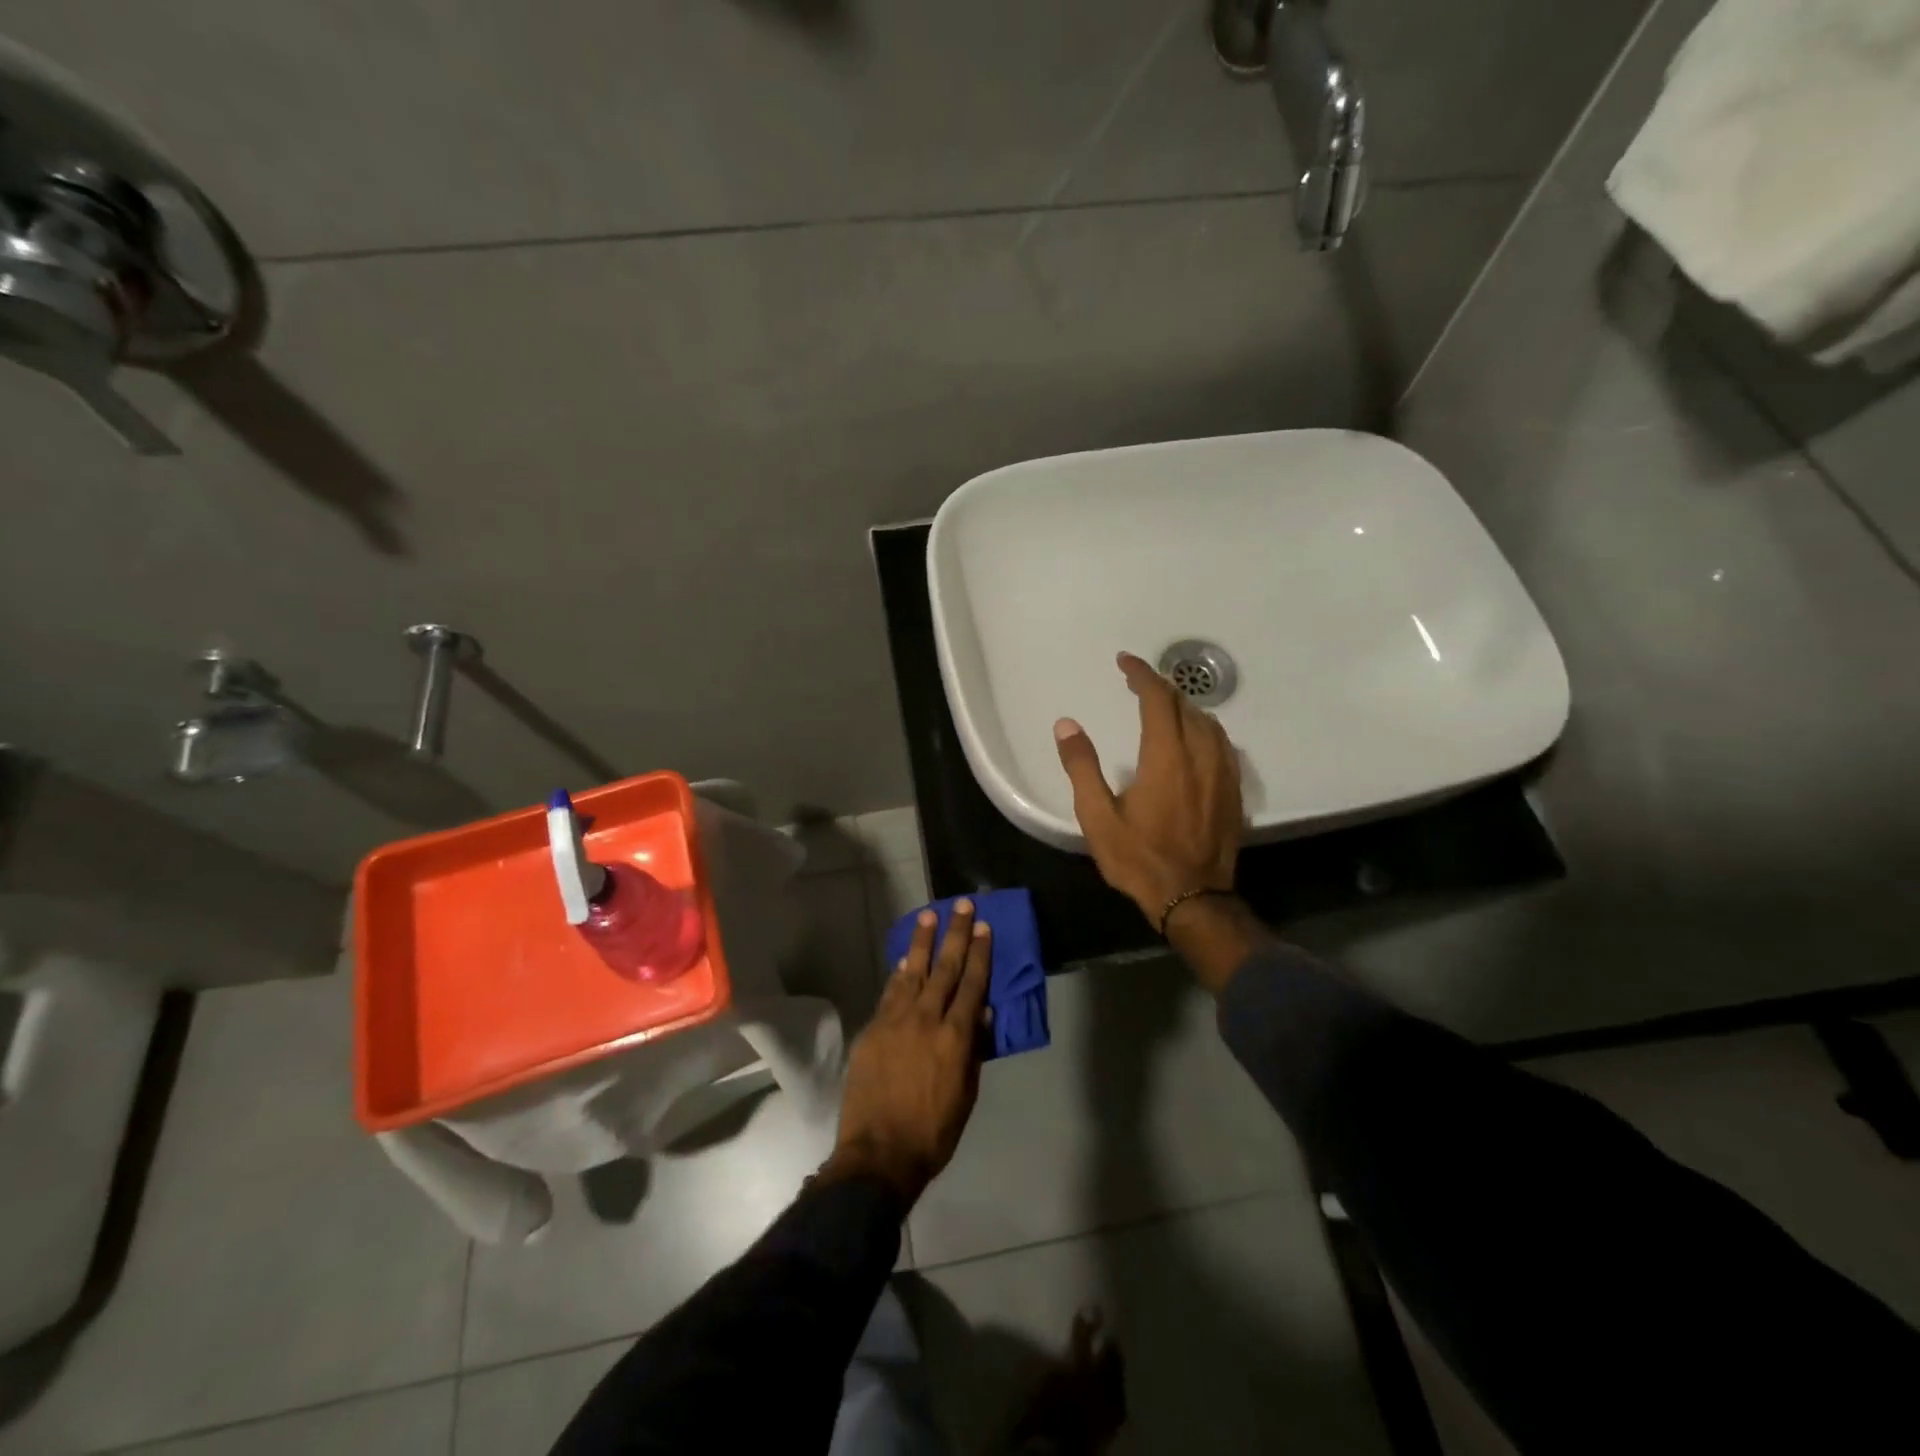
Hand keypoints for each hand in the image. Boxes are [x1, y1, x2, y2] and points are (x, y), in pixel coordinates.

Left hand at [822, 899, 992, 1204]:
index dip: (979, 953)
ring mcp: (895, 1021)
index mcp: (955, 1037)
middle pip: (944, 968)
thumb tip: (981, 1011)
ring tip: (928, 916)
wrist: (878, 1154)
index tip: (983, 927)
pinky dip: (899, 974)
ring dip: (922, 943)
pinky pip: (889, 993)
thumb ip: (974, 1049)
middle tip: (961, 905)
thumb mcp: (966, 1094)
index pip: (972, 984)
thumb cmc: (933, 1132)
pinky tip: (905, 960)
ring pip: (912, 972)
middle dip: (955, 934)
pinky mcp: (872, 1029)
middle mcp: (926, 1020)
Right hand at [1054, 651, 1243, 925]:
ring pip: (1208, 722)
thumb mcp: (1098, 817)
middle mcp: (1199, 755)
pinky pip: (1222, 744)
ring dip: (1184, 706)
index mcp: (1165, 757)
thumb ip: (1082, 767)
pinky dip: (1204, 728)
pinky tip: (1194, 738)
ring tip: (1163, 707)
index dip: (1141, 674)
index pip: (1157, 699)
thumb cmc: (1139, 859)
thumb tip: (1066, 725)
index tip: (1124, 662)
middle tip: (1136, 682)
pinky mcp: (1233, 791)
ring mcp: (1222, 773)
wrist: (1193, 899)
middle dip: (1160, 687)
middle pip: (1185, 705)